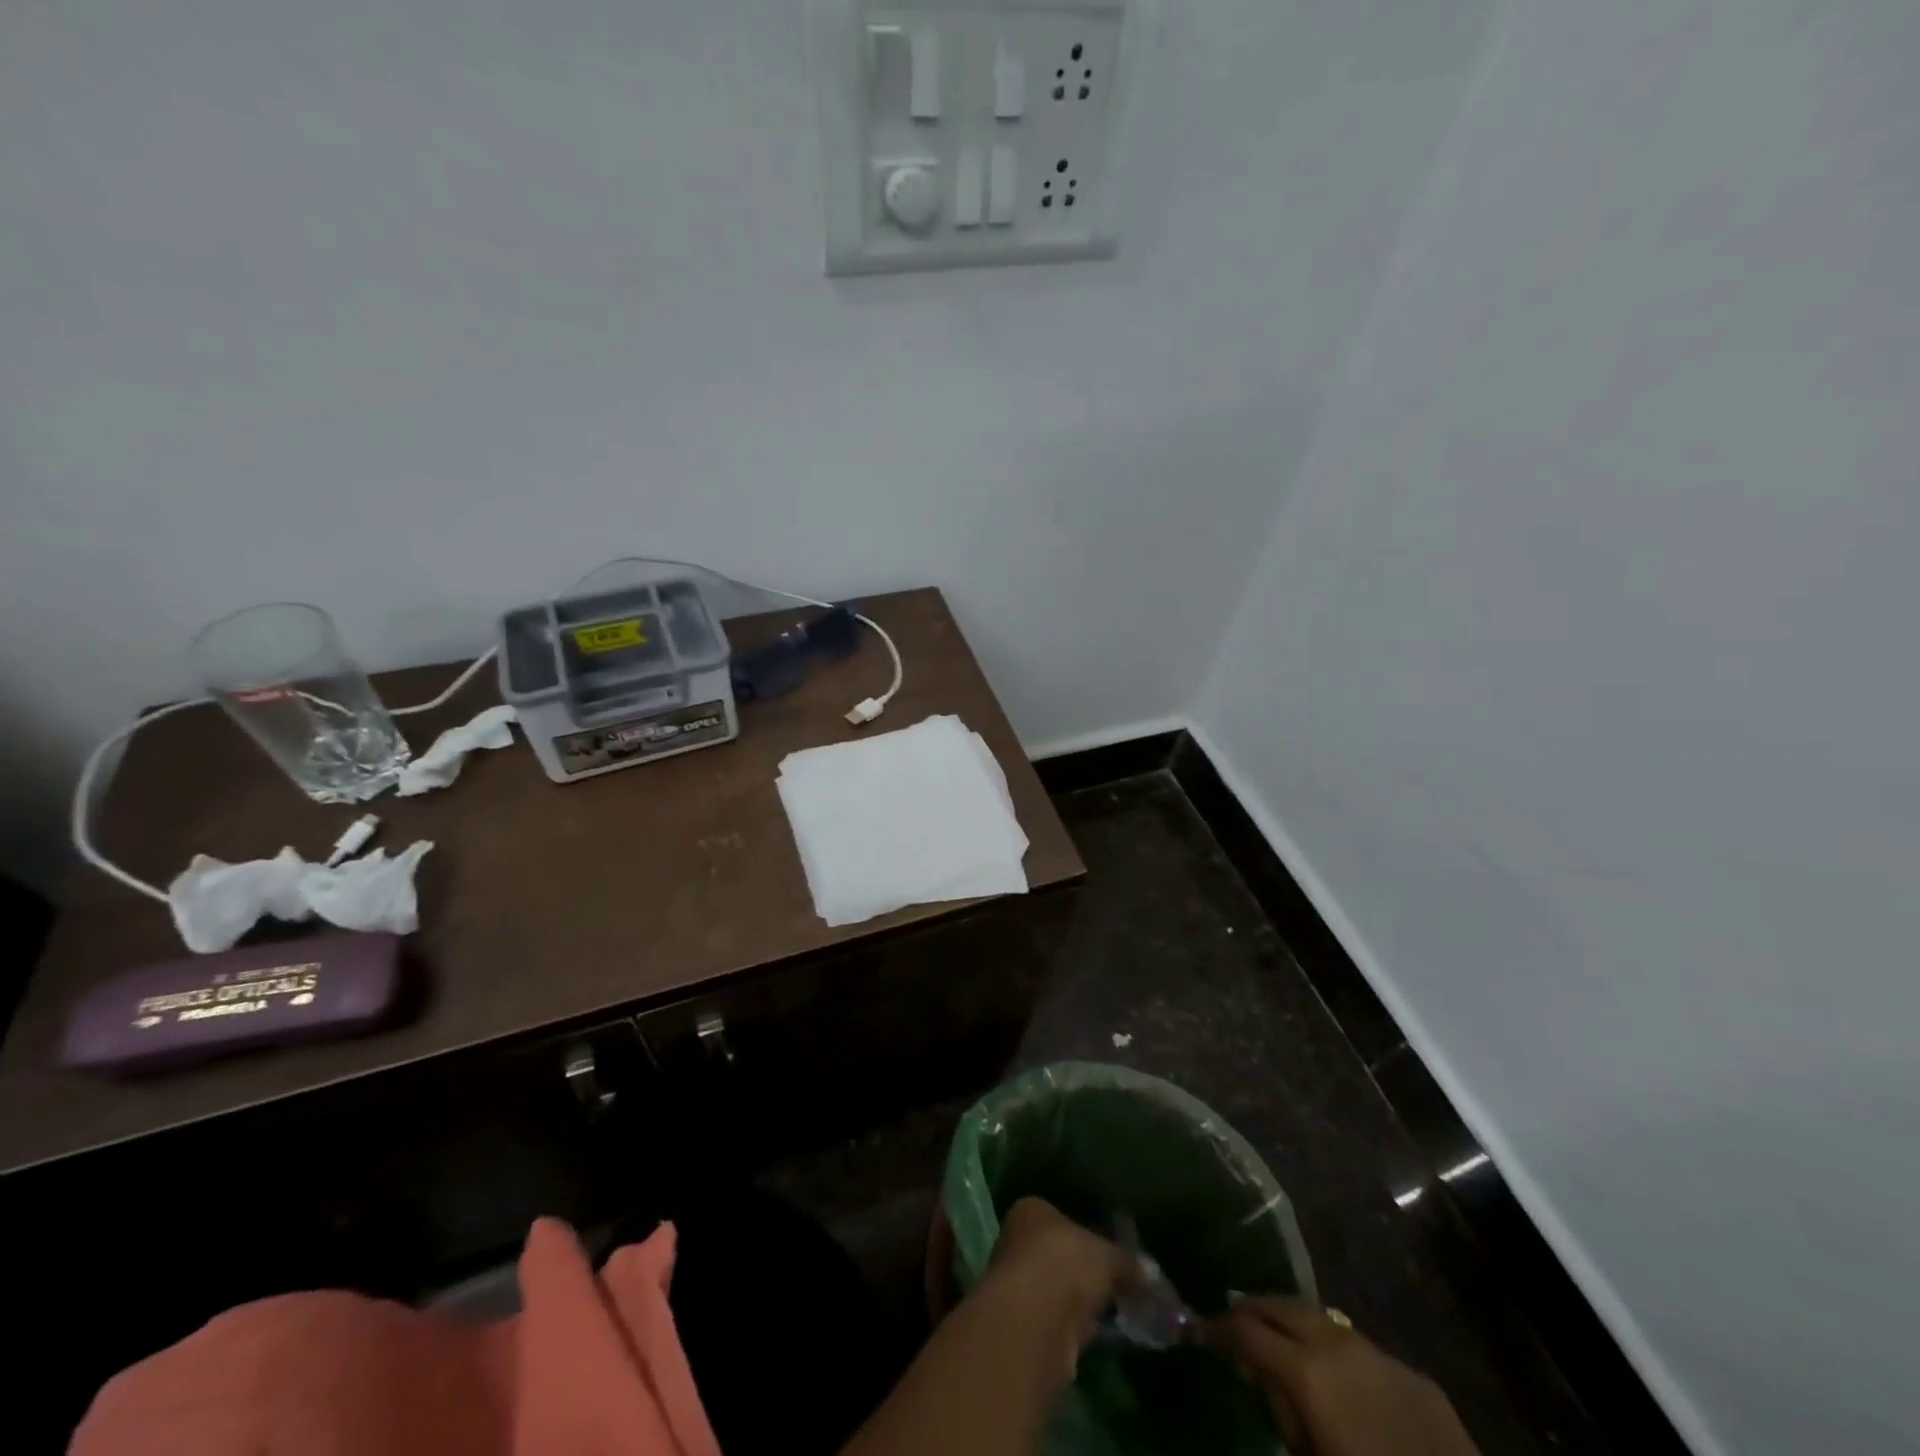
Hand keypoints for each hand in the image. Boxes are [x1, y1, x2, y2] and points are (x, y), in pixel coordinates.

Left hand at [983, 1199, 1128, 1365]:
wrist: (1036, 1321)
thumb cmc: (1066, 1262)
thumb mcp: (1108, 1255)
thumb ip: (1127, 1263)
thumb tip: (1148, 1276)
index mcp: (1031, 1211)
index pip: (1061, 1218)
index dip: (1088, 1234)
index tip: (1112, 1252)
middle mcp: (1018, 1243)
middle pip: (1059, 1255)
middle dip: (1085, 1271)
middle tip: (1118, 1284)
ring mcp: (1019, 1286)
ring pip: (1058, 1290)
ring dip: (1081, 1302)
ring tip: (1116, 1311)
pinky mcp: (1026, 1327)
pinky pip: (1060, 1322)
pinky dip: (1078, 1328)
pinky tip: (1101, 1334)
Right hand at [1210, 1297, 1479, 1455]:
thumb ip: (1280, 1411)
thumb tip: (1258, 1373)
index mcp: (1306, 1370)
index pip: (1246, 1331)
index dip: (1219, 1327)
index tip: (1202, 1329)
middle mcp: (1337, 1344)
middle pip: (1282, 1305)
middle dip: (1254, 1308)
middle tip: (1234, 1318)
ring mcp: (1379, 1352)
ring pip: (1322, 1318)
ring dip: (1295, 1322)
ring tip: (1280, 1336)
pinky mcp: (1414, 1373)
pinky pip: (1362, 1348)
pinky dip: (1337, 1349)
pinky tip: (1339, 1374)